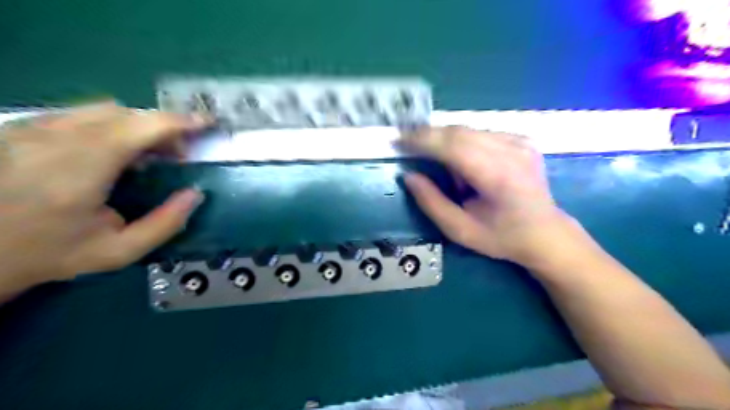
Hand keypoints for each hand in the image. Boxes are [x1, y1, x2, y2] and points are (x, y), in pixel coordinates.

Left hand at [1, 101, 210, 295]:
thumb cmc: (50, 253)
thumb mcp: (119, 251)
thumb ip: (165, 224)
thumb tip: (196, 193)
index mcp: (80, 170)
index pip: (140, 128)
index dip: (178, 122)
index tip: (206, 123)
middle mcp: (54, 139)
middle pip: (126, 114)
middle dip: (162, 128)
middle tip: (178, 155)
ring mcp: (33, 129)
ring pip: (104, 109)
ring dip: (139, 126)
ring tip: (149, 153)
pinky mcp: (23, 127)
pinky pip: (82, 114)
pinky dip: (113, 126)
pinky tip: (116, 151)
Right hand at [399, 127, 585, 269]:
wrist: (546, 233)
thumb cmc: (502, 237)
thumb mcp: (460, 230)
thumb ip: (431, 202)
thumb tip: (409, 176)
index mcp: (498, 176)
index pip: (453, 145)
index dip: (423, 140)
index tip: (399, 139)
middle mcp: (512, 151)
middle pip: (459, 132)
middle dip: (429, 136)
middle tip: (407, 143)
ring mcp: (520, 142)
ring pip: (468, 130)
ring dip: (446, 142)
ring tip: (442, 167)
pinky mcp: (522, 139)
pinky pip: (481, 133)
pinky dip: (463, 143)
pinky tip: (466, 165)